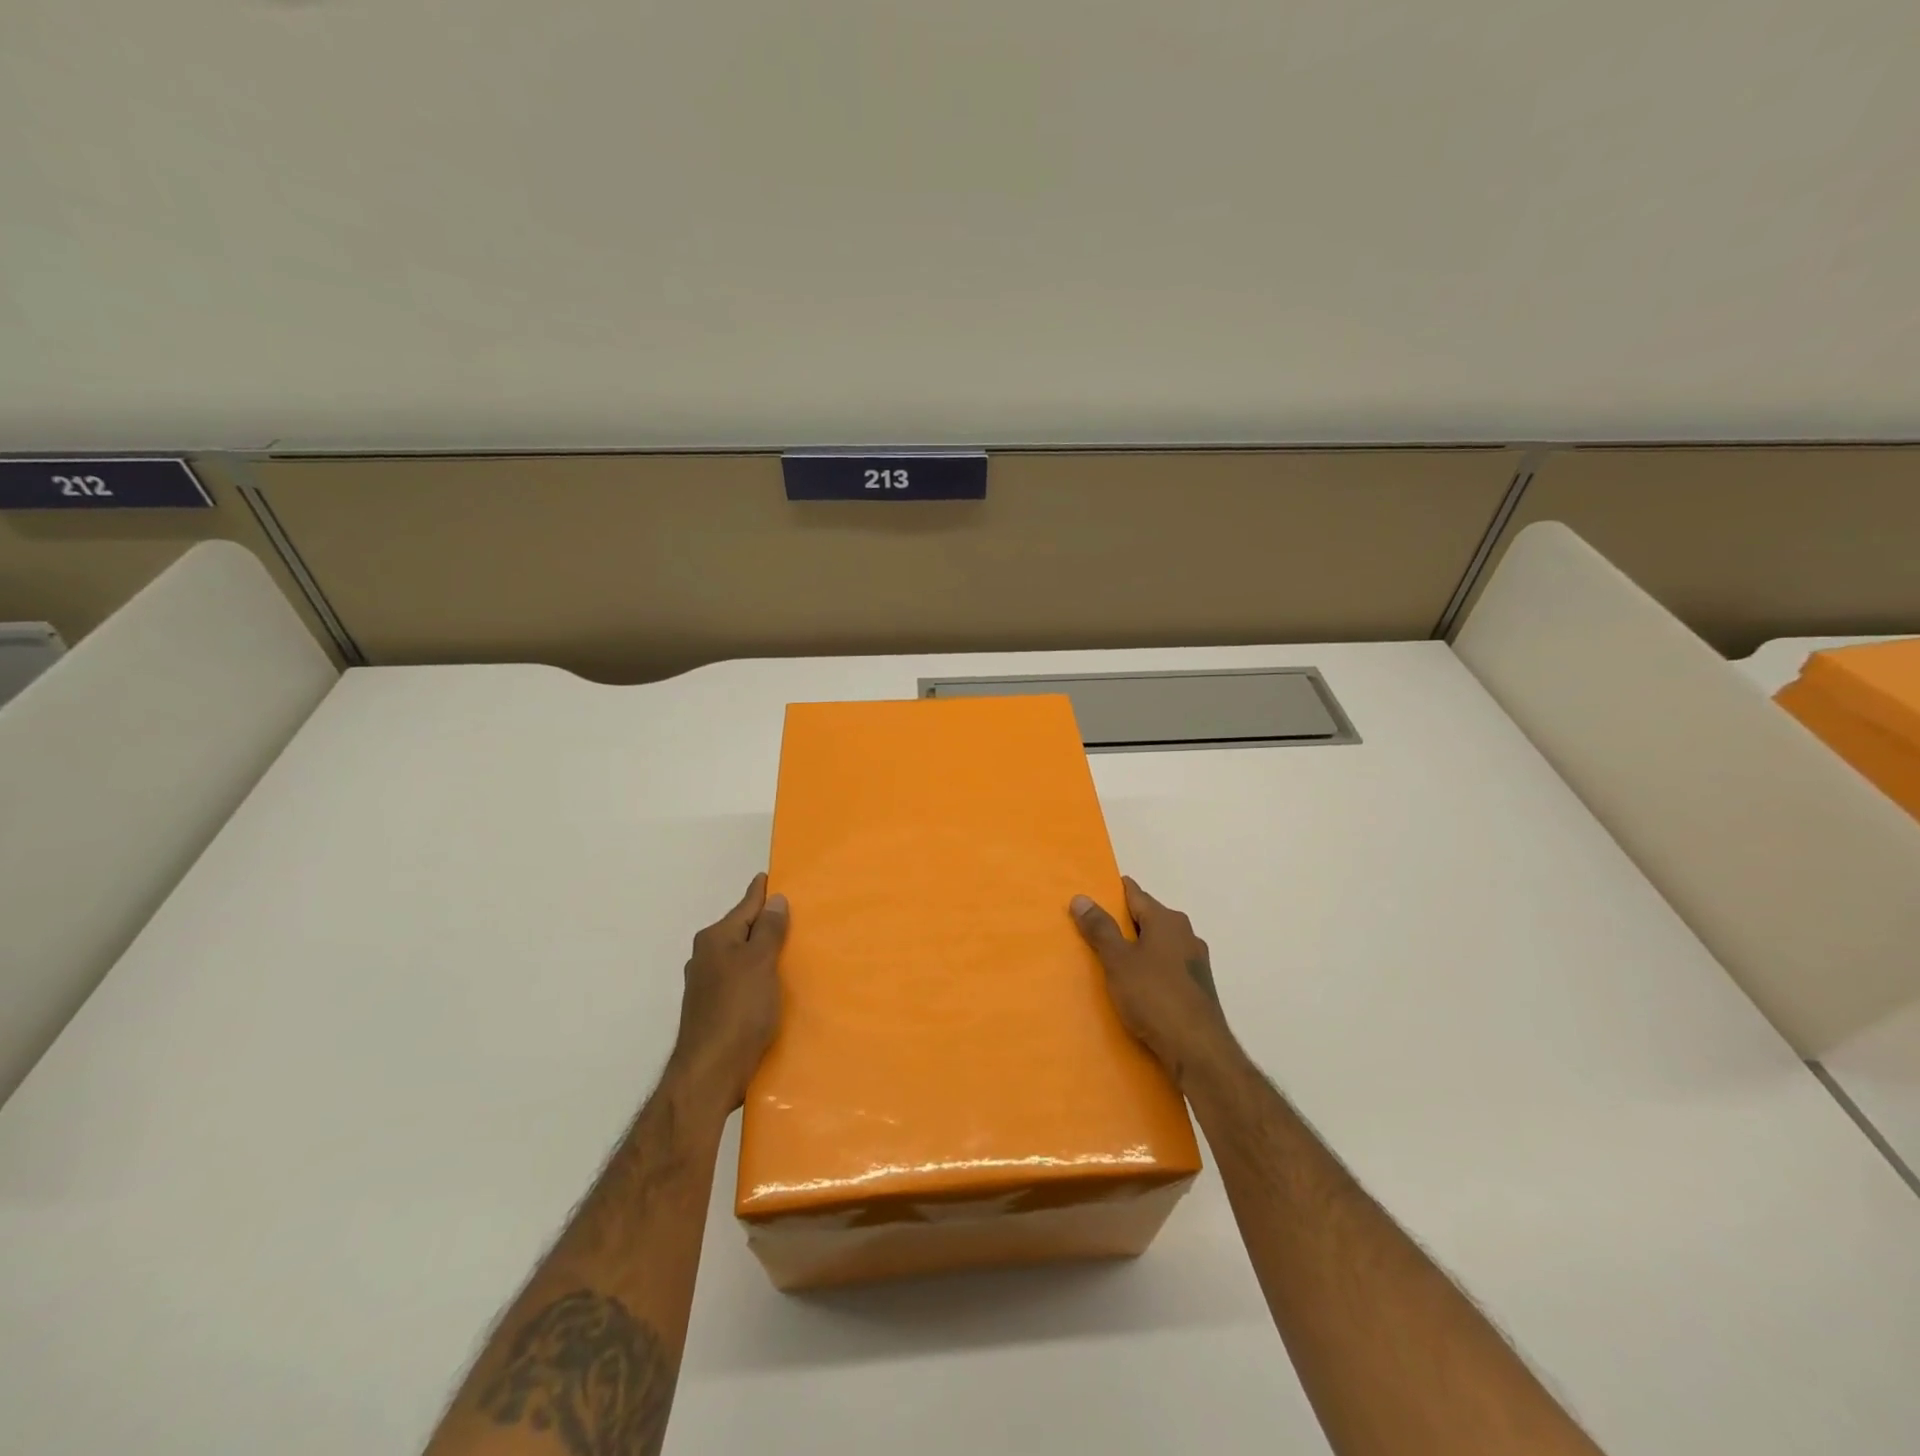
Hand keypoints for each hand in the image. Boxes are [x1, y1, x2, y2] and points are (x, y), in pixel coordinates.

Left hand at [668, 873, 789, 1109]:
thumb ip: (769, 930)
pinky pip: (741, 981)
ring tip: (792, 950)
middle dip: (766, 923)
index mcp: (716, 939)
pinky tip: (774, 986)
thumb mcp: (760, 963)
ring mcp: (707, 985)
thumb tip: (774, 899)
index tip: (773, 876)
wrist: (709, 1075)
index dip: (762, 892)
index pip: (746, 905)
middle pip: (743, 931)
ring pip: (741, 957)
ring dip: (763, 953)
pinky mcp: (713, 1010)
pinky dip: (758, 977)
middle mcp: (706, 957)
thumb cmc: (738, 1011)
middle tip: (798, 915)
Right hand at [1071, 877, 1235, 1087]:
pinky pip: (1167, 968)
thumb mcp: (1118, 961)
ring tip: (1110, 962)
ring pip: (1159, 945)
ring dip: (1137, 949)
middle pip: (1148, 919)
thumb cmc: (1154, 997)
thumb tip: (1081, 897)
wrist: (1198, 1051)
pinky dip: (1150, 970)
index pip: (1135, 894)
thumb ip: (1100, 928)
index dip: (1112, 893)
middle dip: (1122, 923)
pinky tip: (1136, 987)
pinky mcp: (1198, 988)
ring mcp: (1196, 962)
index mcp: (1167, 920)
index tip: (1091, 896)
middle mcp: (1186, 934)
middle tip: (1092, 931)